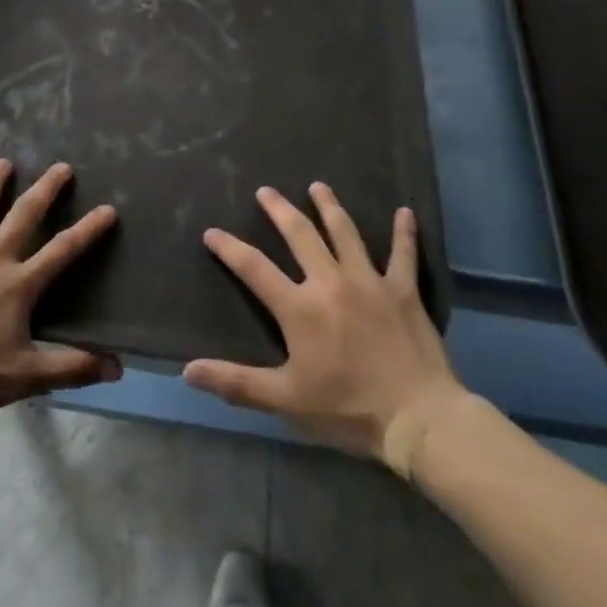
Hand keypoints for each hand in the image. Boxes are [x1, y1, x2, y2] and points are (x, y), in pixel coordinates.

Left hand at [0, 159, 119, 421]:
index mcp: (18, 284)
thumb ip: (70, 367)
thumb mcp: (24, 377)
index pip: (62, 251)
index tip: (108, 208)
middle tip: (61, 166)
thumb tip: (117, 368)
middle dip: (45, 189)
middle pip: (23, 215)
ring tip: (3, 162)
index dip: (88, 230)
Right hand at [183, 183, 475, 469]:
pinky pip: (404, 254)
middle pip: (300, 235)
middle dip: (279, 210)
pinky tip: (406, 212)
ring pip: (345, 232)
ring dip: (329, 207)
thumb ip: (236, 382)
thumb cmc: (347, 410)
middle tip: (266, 191)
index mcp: (299, 307)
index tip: (211, 232)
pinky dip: (404, 233)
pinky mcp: (403, 291)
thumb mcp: (285, 400)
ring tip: (318, 186)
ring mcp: (369, 281)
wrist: (417, 419)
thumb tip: (188, 370)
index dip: (229, 248)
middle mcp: (330, 282)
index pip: (254, 268)